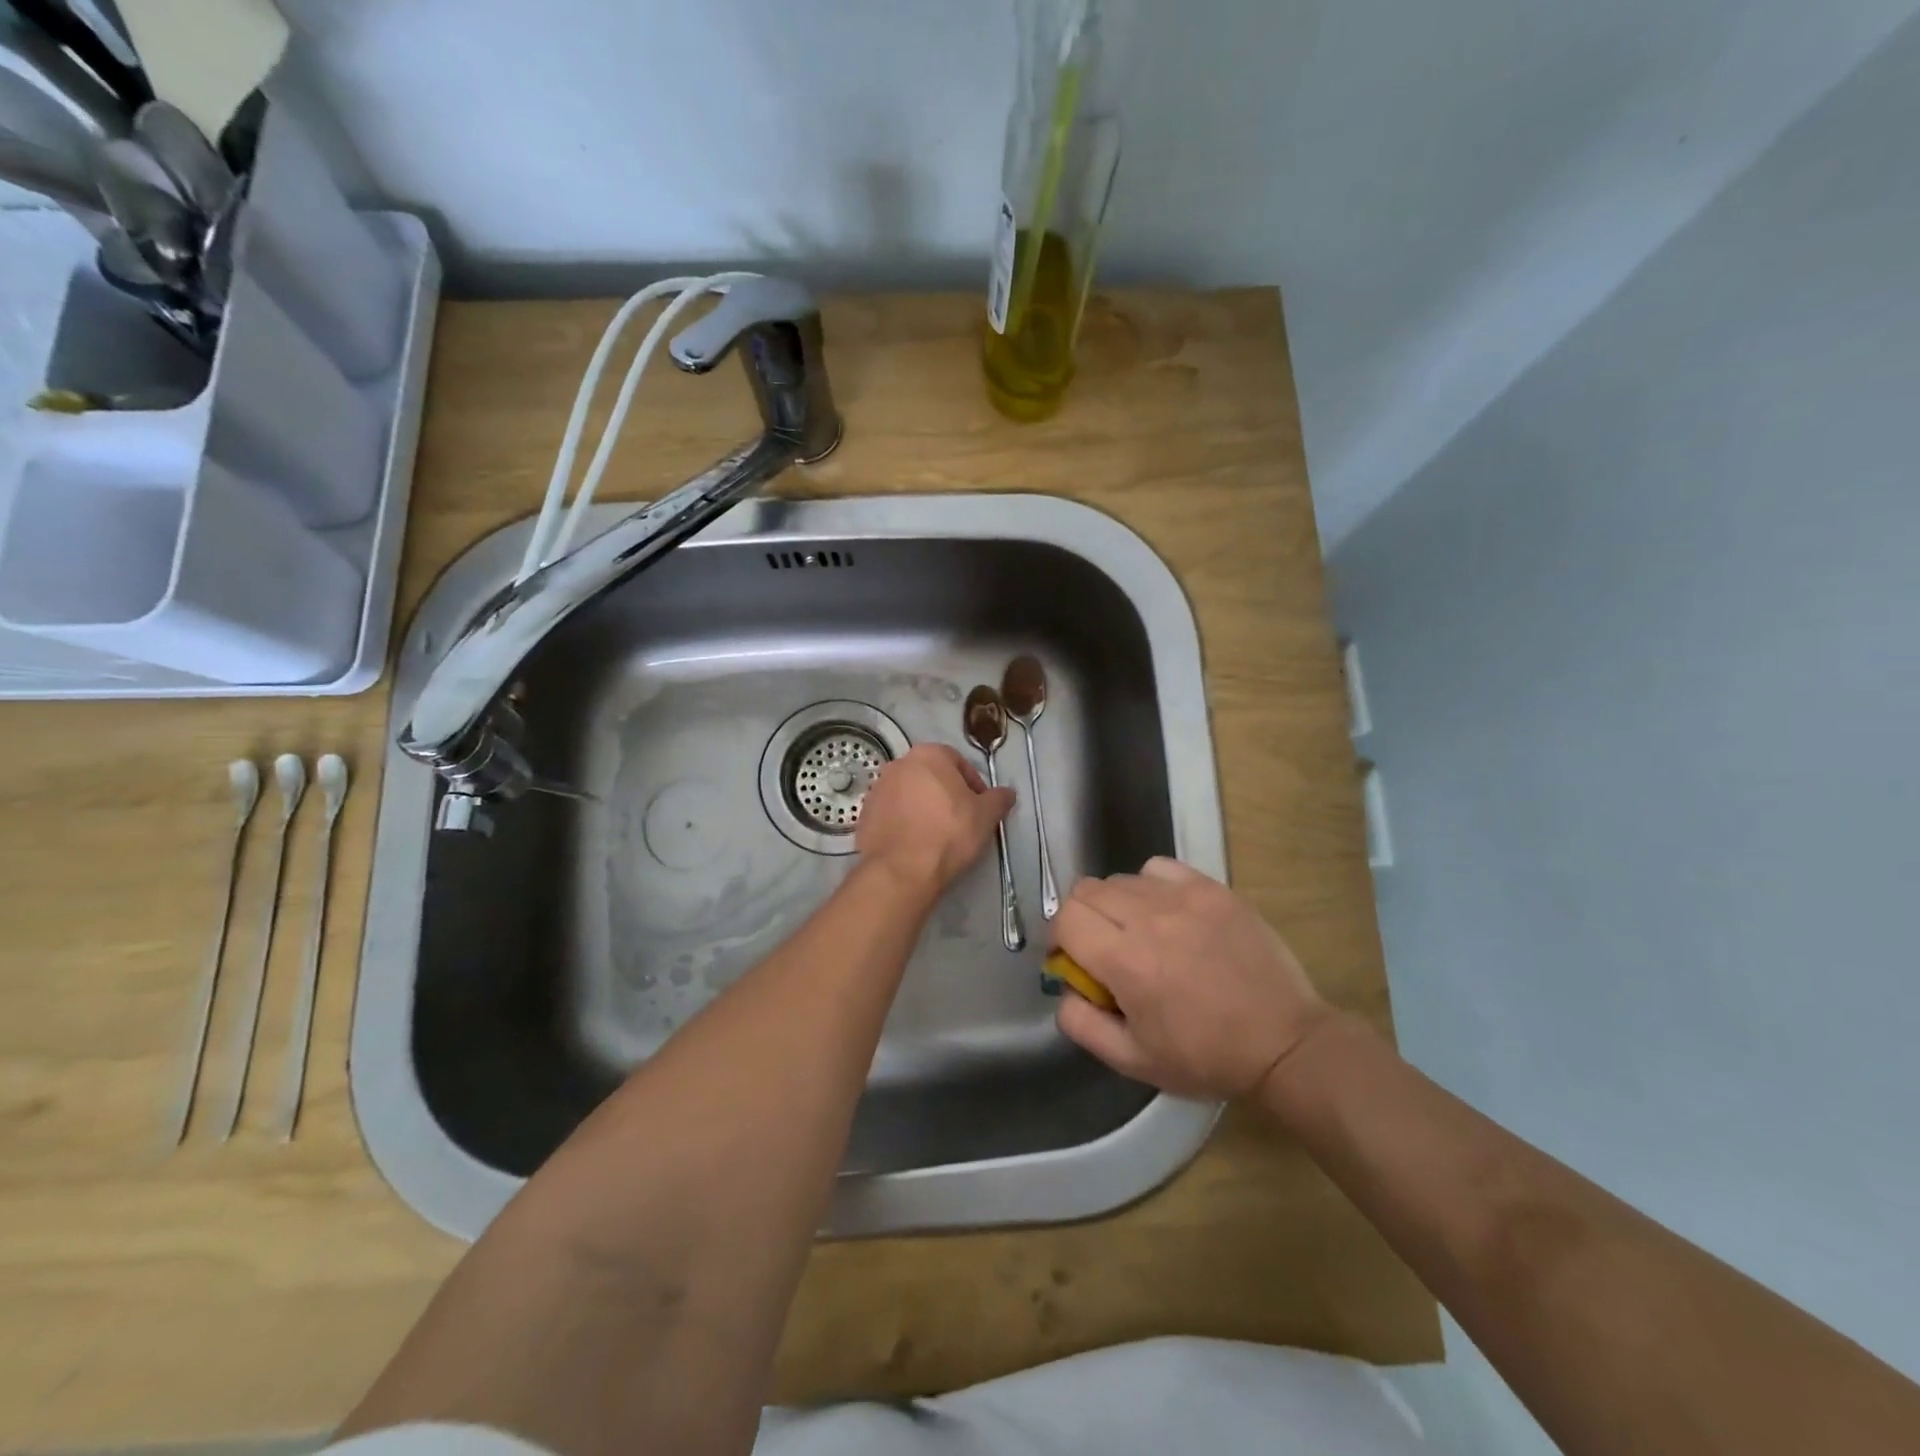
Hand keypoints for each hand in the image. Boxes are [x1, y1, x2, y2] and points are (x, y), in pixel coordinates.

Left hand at [857, 744, 1013, 893]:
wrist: (902, 870)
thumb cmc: (949, 833)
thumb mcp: (986, 816)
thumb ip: (999, 799)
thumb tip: (1007, 793)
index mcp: (929, 754)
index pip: (958, 763)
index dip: (973, 785)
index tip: (979, 808)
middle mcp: (899, 764)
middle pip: (931, 776)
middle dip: (946, 794)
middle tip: (960, 820)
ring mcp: (877, 788)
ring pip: (909, 794)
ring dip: (923, 807)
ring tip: (936, 835)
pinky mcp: (864, 813)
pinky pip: (891, 813)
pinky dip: (903, 822)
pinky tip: (914, 843)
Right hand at [1052, 857, 1330, 1098]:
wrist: (1284, 1042)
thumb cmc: (1206, 1057)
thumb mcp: (1133, 1061)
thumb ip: (1082, 1024)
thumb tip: (1063, 989)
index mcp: (1126, 962)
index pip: (1066, 918)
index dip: (1058, 938)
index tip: (1072, 960)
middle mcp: (1149, 918)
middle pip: (1086, 890)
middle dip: (1081, 918)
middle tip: (1101, 948)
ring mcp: (1184, 897)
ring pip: (1121, 878)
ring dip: (1115, 903)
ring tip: (1139, 933)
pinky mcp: (1213, 889)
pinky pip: (1160, 868)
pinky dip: (1150, 885)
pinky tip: (1168, 913)